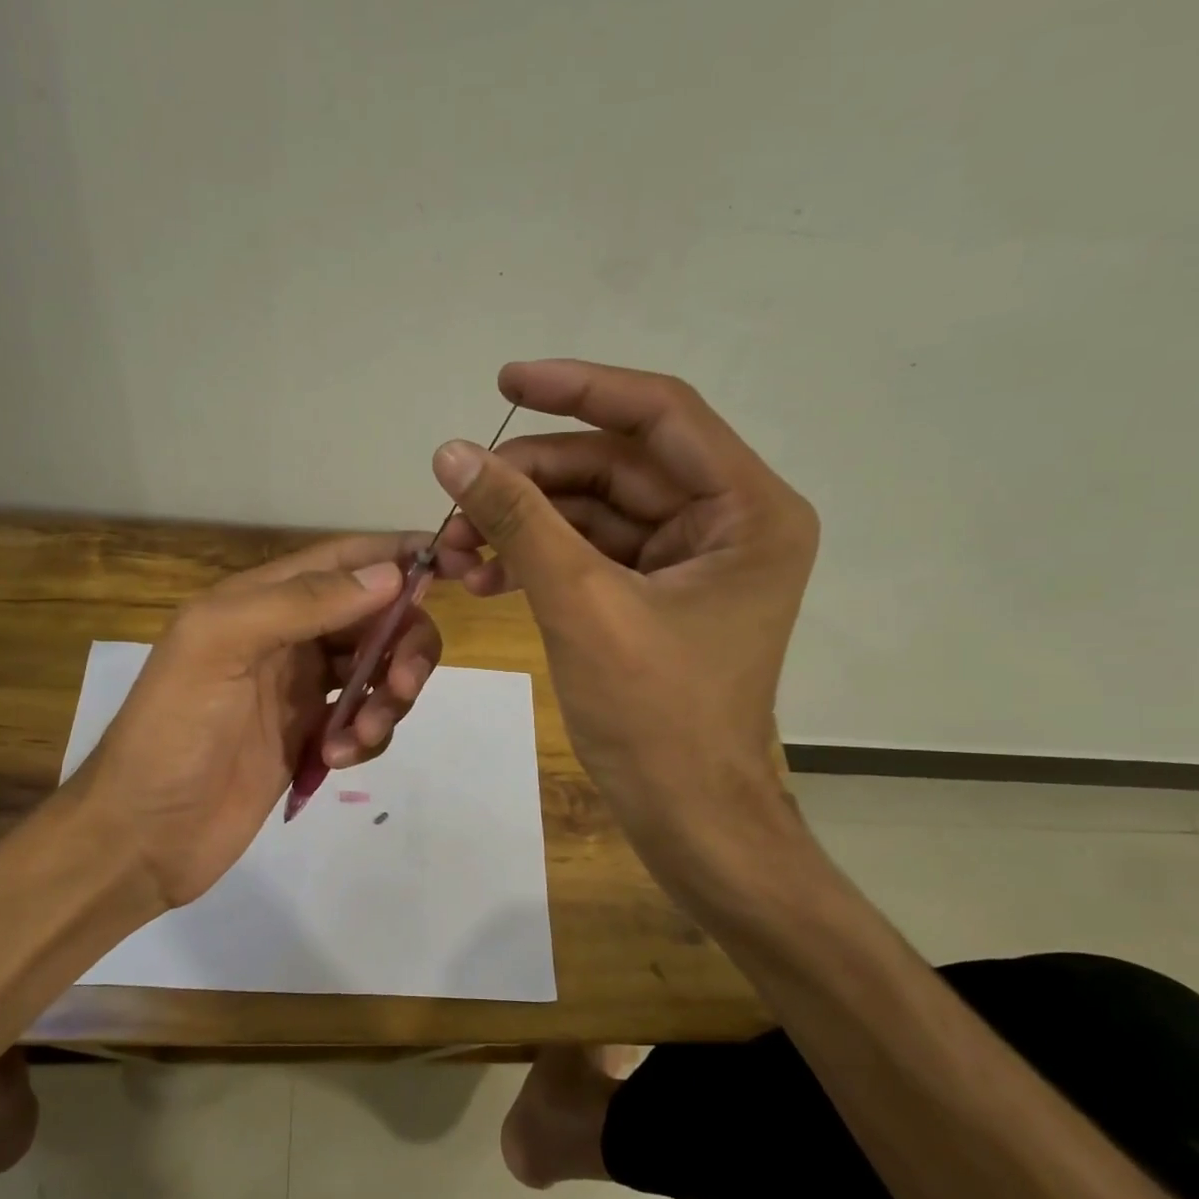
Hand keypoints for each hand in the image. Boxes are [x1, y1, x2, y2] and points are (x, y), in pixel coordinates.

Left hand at [70, 533, 460, 912]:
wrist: (142, 835)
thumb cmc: (172, 731)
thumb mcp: (220, 646)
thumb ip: (301, 603)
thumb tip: (390, 574)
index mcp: (261, 600)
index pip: (346, 560)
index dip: (400, 555)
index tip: (459, 564)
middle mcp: (287, 636)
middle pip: (375, 617)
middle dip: (403, 644)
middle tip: (402, 685)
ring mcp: (300, 689)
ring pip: (377, 669)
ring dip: (389, 696)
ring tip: (360, 737)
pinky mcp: (309, 736)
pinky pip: (364, 719)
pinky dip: (367, 735)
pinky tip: (336, 759)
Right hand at [432, 359, 817, 907]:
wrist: (686, 816)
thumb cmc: (655, 716)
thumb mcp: (582, 605)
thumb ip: (519, 520)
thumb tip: (451, 453)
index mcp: (747, 511)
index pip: (660, 415)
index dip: (579, 390)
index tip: (505, 382)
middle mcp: (728, 523)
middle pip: (615, 467)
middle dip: (531, 482)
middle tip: (456, 505)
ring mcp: (690, 561)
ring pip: (593, 512)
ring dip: (524, 524)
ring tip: (457, 551)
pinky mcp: (655, 595)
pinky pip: (590, 554)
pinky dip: (538, 558)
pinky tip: (485, 575)